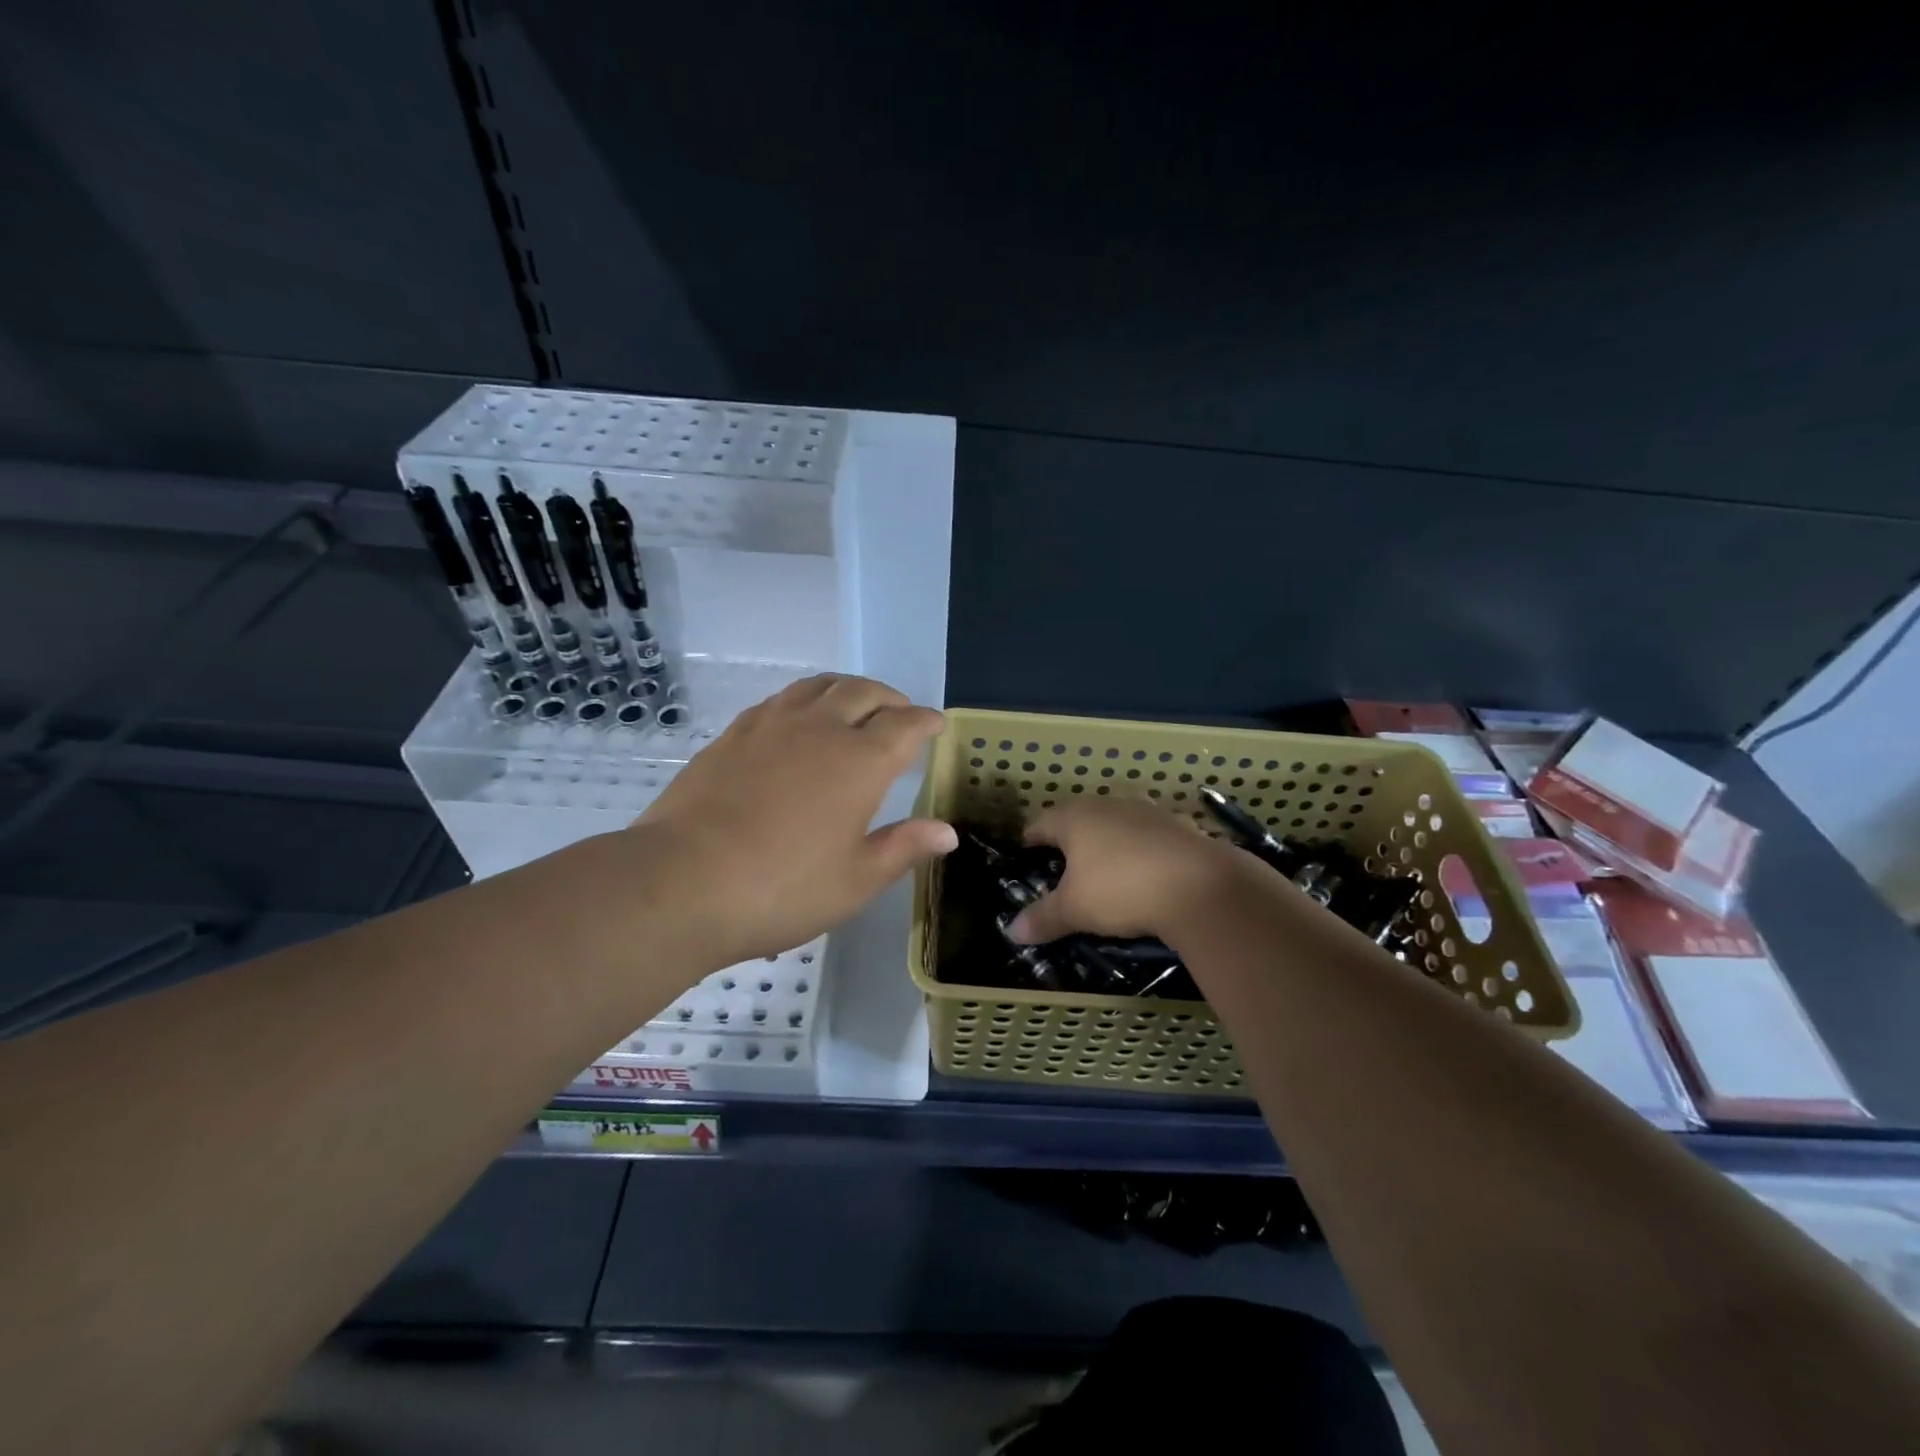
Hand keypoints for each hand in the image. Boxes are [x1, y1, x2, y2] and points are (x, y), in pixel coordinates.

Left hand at [632, 674, 956, 966]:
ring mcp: (771, 726)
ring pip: (819, 686)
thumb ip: (903, 848)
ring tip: (854, 705)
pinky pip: (781, 700)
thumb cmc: (782, 888)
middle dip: (890, 698)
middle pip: (863, 692)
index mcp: (859, 762)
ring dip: (847, 689)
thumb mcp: (855, 880)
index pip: (904, 725)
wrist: (681, 882)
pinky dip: (806, 700)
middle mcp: (819, 729)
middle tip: (900, 712)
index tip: (936, 724)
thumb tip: (947, 832)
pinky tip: (799, 721)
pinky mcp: (733, 734)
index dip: (925, 721)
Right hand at [1007, 799, 1246, 943]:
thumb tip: (1012, 932)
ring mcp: (1147, 812)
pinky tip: (1146, 874)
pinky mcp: (1179, 825)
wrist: (1202, 886)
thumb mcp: (1075, 910)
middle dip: (1070, 840)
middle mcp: (1108, 805)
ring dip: (1108, 843)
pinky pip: (1149, 837)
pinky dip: (1141, 851)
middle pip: (1079, 818)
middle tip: (1063, 867)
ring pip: (1116, 824)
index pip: (1041, 823)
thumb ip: (1043, 918)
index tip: (1026, 854)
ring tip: (1105, 870)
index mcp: (1075, 817)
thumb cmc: (1121, 889)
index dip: (1030, 840)